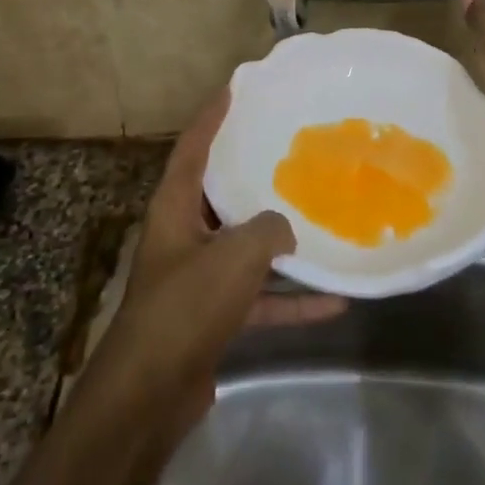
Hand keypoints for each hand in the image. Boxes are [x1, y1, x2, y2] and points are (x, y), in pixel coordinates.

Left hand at [79, 90, 342, 438]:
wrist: (150, 394)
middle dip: (250, 173)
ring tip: (320, 219)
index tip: (234, 89)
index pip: (192, 149)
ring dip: (279, 242)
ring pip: (244, 248)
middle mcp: (182, 236)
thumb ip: (269, 231)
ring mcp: (197, 278)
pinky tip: (334, 302)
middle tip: (286, 149)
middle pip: (219, 194)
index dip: (211, 117)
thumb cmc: (186, 306)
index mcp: (174, 209)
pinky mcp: (212, 317)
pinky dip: (290, 298)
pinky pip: (258, 297)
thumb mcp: (235, 256)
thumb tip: (285, 231)